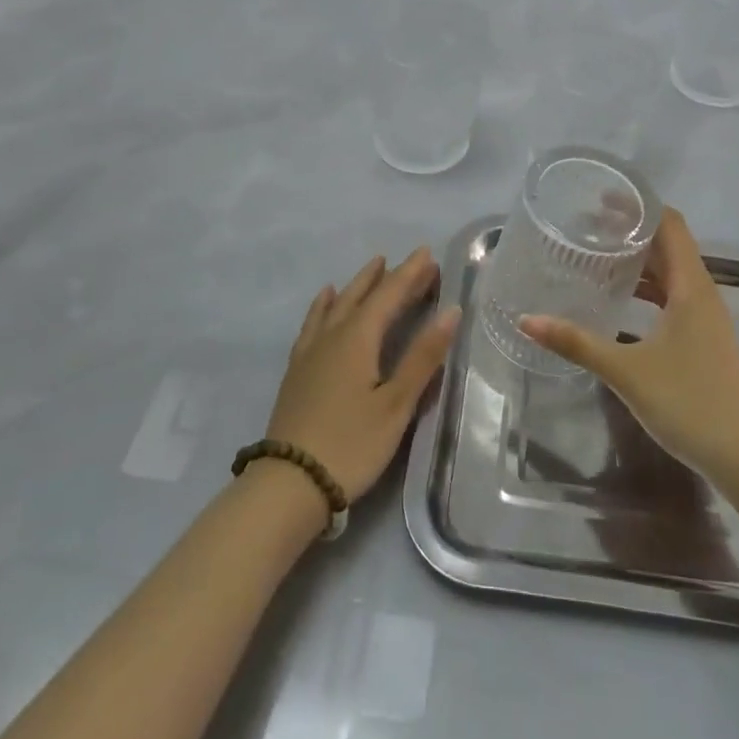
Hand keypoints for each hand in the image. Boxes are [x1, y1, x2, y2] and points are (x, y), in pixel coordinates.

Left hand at [265, 248, 458, 503]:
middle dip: (388, 276)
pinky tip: (325, 301)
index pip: (389, 295)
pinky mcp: (297, 370)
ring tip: (373, 267)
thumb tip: (451, 311)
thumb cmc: (351, 445)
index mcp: (358, 338)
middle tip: (410, 262)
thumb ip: (423, 357)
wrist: (288, 485)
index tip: (427, 253)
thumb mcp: (395, 405)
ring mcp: (310, 352)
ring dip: (358, 285)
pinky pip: (314, 322)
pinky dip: (324, 305)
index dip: (410, 274)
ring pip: (337, 304)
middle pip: (363, 295)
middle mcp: (332, 335)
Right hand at [520, 208, 738, 487]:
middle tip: (587, 226)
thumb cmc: (691, 403)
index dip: (638, 206)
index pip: (669, 224)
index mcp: (690, 286)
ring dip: (640, 260)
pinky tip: (621, 301)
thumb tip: (527, 320)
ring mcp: (705, 316)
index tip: (601, 199)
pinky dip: (648, 288)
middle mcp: (701, 292)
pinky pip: (673, 296)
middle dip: (631, 230)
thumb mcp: (627, 371)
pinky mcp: (704, 338)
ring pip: (671, 272)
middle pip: (669, 244)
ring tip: (598, 256)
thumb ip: (577, 343)